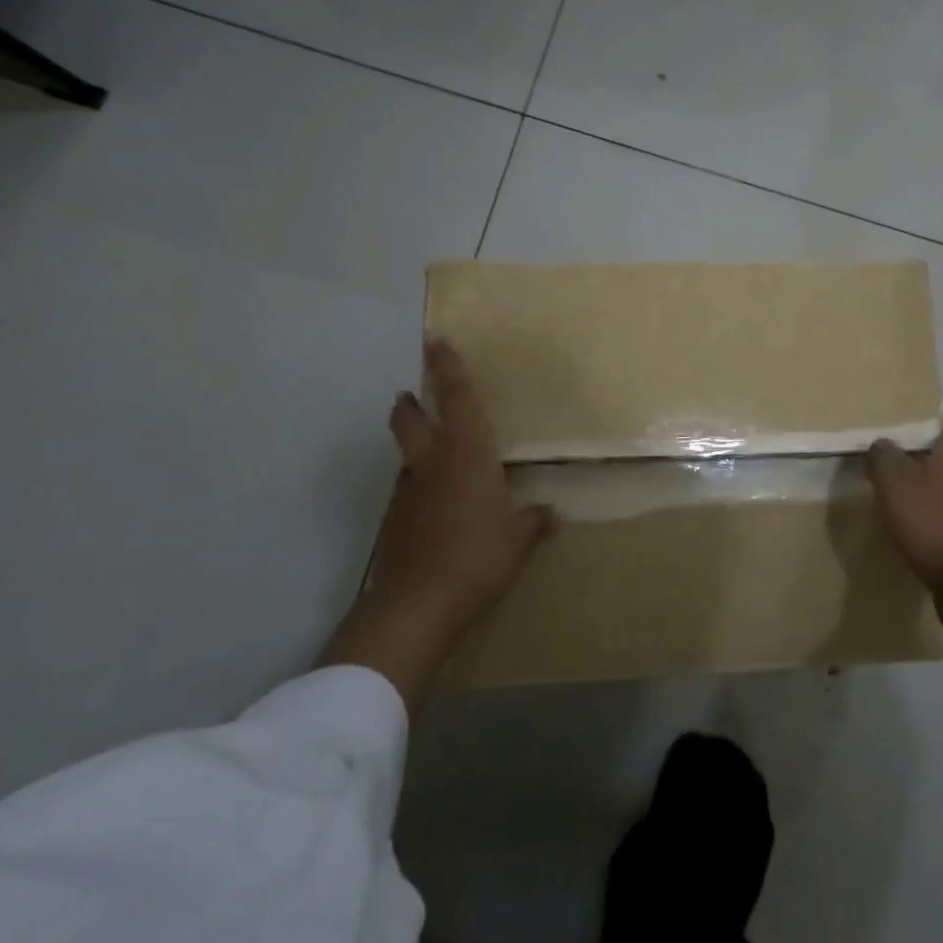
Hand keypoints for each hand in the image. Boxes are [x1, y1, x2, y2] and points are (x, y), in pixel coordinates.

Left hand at [320, 339, 554, 709]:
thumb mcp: (517, 539)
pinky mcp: (393, 520)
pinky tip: (432, 508)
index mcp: (469, 454)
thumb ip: (533, 521)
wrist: (418, 602)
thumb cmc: (478, 556)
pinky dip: (417, 488)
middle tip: (412, 395)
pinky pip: (406, 490)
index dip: (447, 367)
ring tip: (433, 459)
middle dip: (410, 403)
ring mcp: (408, 491)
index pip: (458, 399)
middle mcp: (433, 463)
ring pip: (405, 455)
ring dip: (413, 447)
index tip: (435, 340)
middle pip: (409, 419)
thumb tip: (550, 513)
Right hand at [867, 418, 942, 601]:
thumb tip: (881, 444)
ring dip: (936, 492)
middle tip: (898, 465)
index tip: (906, 431)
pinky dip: (942, 520)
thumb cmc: (932, 521)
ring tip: (905, 500)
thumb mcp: (893, 482)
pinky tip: (921, 532)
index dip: (930, 425)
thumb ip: (883, 456)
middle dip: (929, 459)